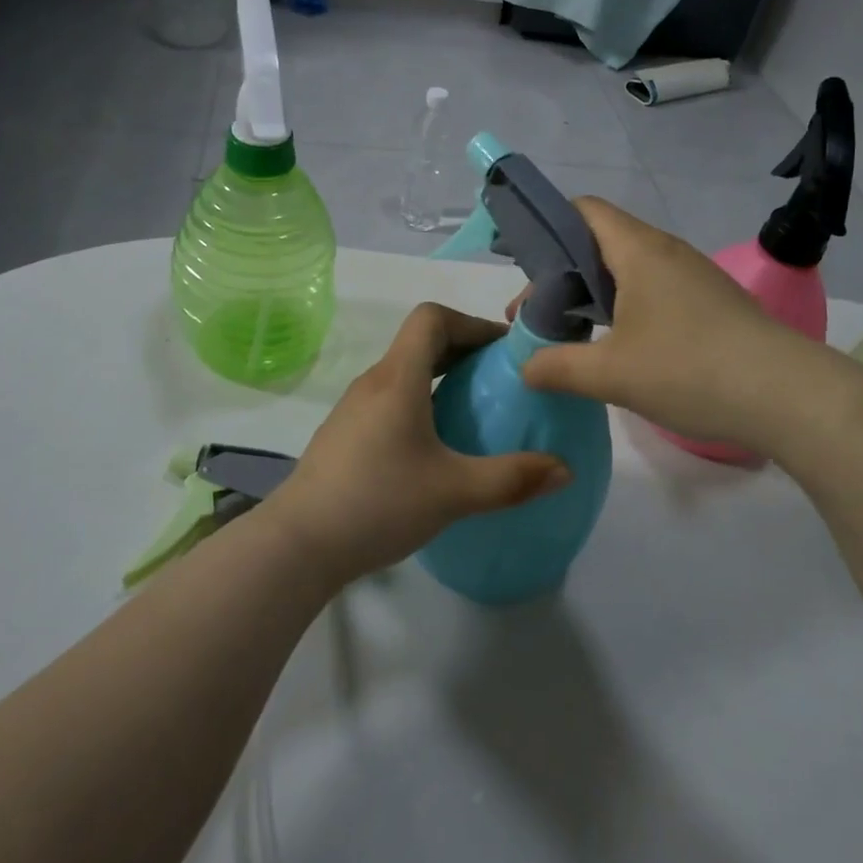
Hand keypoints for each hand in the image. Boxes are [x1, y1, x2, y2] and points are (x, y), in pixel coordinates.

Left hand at [273, 303, 570, 584]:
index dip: (471, 323)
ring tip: (472, 412)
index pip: (432, 317)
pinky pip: (389, 399)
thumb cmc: (378, 503)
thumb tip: (564, 470)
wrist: (298, 544)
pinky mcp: (343, 434)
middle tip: (498, 382)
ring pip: (403, 372)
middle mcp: (373, 382)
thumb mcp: (455, 493)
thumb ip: (513, 479)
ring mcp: (353, 408)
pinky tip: (433, 447)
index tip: (502, 352)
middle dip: (463, 351)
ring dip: (440, 378)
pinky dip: (419, 402)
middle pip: (420, 342)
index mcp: (398, 379)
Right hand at [519, 199, 796, 450]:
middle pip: (601, 242)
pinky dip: (626, 310)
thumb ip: (557, 367)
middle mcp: (667, 252)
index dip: (548, 227)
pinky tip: (620, 349)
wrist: (787, 396)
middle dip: (562, 274)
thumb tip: (525, 366)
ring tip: (571, 334)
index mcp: (639, 250)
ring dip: (594, 296)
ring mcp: (694, 277)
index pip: (584, 210)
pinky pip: (655, 292)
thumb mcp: (610, 374)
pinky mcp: (712, 304)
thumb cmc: (689, 370)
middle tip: (537, 315)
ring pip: (629, 270)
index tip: (522, 267)